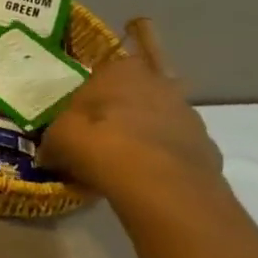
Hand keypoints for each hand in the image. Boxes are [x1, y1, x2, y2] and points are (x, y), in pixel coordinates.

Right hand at [38, 29, 222, 196]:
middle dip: (122, 111)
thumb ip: (55, 137)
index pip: (105, 71)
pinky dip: (162, 159)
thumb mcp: (57, 138)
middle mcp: (160, 84)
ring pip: (159, 120)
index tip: (81, 114)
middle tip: (100, 136)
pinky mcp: (207, 147)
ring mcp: (188, 115)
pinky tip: (144, 178)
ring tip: (121, 161)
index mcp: (121, 70)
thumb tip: (50, 150)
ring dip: (144, 134)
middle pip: (136, 93)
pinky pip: (175, 148)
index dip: (92, 93)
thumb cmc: (99, 144)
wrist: (160, 186)